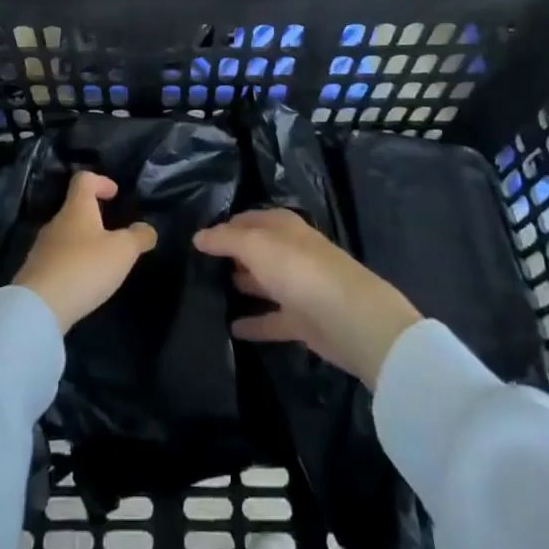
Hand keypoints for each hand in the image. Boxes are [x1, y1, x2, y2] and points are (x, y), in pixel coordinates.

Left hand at [14, 171, 158, 332]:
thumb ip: (138, 237)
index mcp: (76, 208)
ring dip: (83, 244)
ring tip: (101, 263)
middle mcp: (56, 222)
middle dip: (94, 217)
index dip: (100, 181)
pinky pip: (57, 261)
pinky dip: (72, 265)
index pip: (84, 179)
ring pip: (66, 236)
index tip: (115, 193)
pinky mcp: (35, 274)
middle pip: (74, 209)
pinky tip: (83, 283)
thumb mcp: (122, 251)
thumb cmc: (84, 267)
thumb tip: (147, 228)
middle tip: (113, 234)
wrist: (38, 307)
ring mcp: (42, 248)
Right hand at [195, 209, 421, 386]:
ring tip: (208, 294)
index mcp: (282, 226)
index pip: (247, 220)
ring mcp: (298, 286)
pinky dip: (253, 323)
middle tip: (198, 267)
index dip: (223, 227)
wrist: (351, 318)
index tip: (197, 239)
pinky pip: (271, 319)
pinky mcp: (303, 321)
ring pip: (263, 282)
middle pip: (256, 250)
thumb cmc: (299, 269)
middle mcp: (290, 251)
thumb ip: (225, 240)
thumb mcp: (255, 245)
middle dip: (232, 255)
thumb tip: (198, 236)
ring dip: (242, 285)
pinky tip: (230, 329)